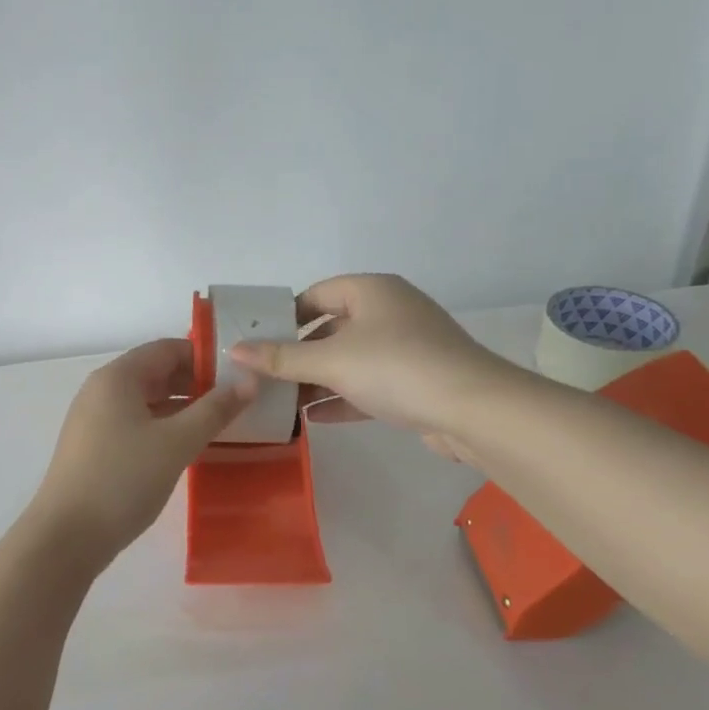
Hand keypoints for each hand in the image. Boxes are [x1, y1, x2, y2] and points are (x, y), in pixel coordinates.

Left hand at [28, 339, 254, 564]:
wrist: (66, 536)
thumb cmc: (123, 479)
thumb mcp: (177, 442)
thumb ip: (215, 410)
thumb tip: (250, 381)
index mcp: (118, 377)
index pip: (167, 349)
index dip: (205, 357)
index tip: (239, 375)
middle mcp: (102, 389)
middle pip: (156, 372)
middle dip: (196, 383)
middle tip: (236, 402)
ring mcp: (94, 419)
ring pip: (147, 400)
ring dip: (182, 408)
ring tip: (219, 424)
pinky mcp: (94, 446)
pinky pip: (136, 423)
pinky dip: (163, 427)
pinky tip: (186, 447)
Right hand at [228, 275, 507, 456]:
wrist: (474, 410)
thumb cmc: (396, 367)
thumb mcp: (331, 361)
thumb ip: (281, 358)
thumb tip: (234, 350)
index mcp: (371, 291)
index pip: (315, 294)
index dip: (284, 316)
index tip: (257, 341)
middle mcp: (389, 312)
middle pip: (330, 328)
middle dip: (298, 354)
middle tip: (263, 375)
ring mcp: (406, 347)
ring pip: (350, 359)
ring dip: (317, 380)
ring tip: (280, 401)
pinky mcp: (416, 381)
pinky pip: (369, 384)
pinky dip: (342, 397)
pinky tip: (313, 418)